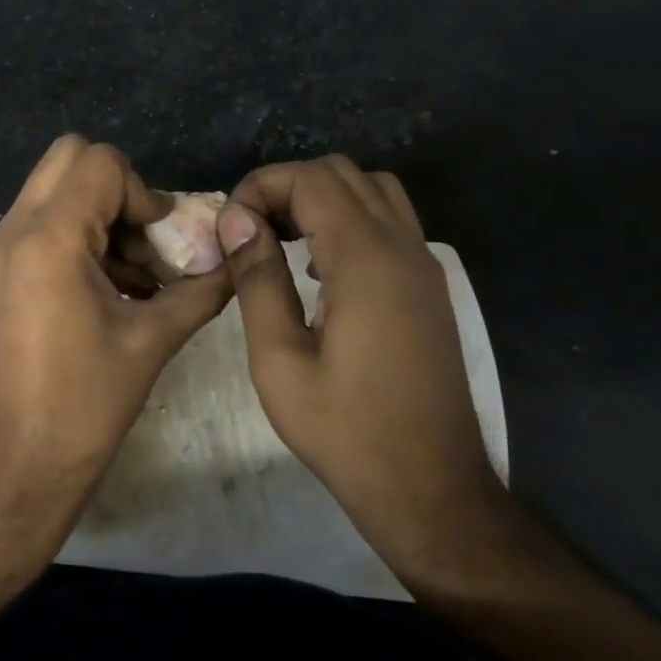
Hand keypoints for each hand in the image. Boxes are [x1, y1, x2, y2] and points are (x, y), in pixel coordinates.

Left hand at [0, 135, 231, 532]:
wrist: (15, 468)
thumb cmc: (84, 406)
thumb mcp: (153, 341)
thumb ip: (200, 289)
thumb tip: (234, 261)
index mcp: (48, 239)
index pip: (100, 163)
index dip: (144, 192)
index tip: (161, 242)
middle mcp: (13, 231)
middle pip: (69, 158)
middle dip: (118, 190)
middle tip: (145, 241)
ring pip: (54, 190)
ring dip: (101, 215)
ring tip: (136, 276)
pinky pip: (42, 224)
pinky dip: (80, 236)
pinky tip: (111, 290)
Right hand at [218, 156, 510, 572]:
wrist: (431, 488)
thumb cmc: (345, 430)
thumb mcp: (279, 360)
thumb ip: (258, 279)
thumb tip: (236, 219)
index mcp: (365, 259)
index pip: (311, 179)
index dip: (261, 187)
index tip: (229, 229)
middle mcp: (402, 246)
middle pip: (342, 173)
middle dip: (287, 187)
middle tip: (249, 231)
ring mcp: (424, 264)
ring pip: (372, 189)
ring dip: (321, 198)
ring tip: (280, 240)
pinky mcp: (429, 286)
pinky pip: (389, 221)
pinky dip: (349, 219)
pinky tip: (318, 268)